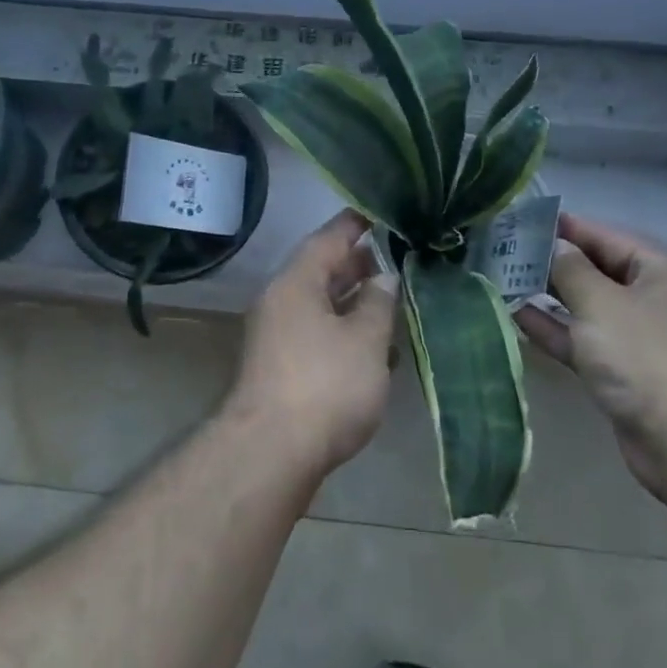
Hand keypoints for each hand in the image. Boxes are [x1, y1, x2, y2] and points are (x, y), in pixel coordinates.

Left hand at [228, 209, 398, 477]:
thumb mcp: (365, 340)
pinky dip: (344, 333)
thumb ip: (379, 303)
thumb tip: (384, 277)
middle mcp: (280, 302)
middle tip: (395, 260)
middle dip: (358, 266)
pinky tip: (374, 349)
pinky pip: (316, 334)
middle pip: (321, 271)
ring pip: (320, 306)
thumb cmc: (325, 385)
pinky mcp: (281, 368)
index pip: (328, 238)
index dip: (355, 224)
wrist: (271, 454)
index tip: (380, 214)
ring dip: (354, 303)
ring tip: (392, 301)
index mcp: (296, 282)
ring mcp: (276, 336)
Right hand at [517, 213, 666, 495]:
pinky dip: (557, 329)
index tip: (521, 220)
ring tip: (504, 279)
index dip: (564, 227)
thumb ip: (571, 269)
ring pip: (588, 307)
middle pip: (597, 270)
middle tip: (505, 250)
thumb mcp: (600, 302)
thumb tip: (555, 246)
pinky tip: (519, 316)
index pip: (605, 235)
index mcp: (662, 270)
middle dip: (553, 262)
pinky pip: (586, 340)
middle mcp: (655, 297)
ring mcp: (641, 337)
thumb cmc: (645, 356)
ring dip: (550, 296)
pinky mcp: (626, 371)